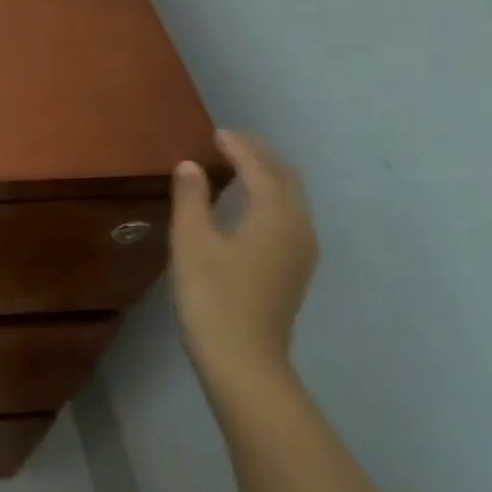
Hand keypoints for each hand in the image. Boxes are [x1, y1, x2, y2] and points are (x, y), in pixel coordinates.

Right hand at [169, 129, 317, 389]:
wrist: (243, 359)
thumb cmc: (211, 296)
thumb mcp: (191, 242)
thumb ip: (191, 198)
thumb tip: (190, 166)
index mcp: (275, 214)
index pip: (259, 167)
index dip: (238, 146)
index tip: (214, 133)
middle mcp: (298, 226)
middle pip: (285, 178)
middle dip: (259, 155)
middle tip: (227, 144)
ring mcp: (302, 251)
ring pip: (291, 198)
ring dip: (266, 176)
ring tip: (235, 169)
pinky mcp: (294, 269)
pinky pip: (288, 217)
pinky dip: (270, 199)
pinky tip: (246, 208)